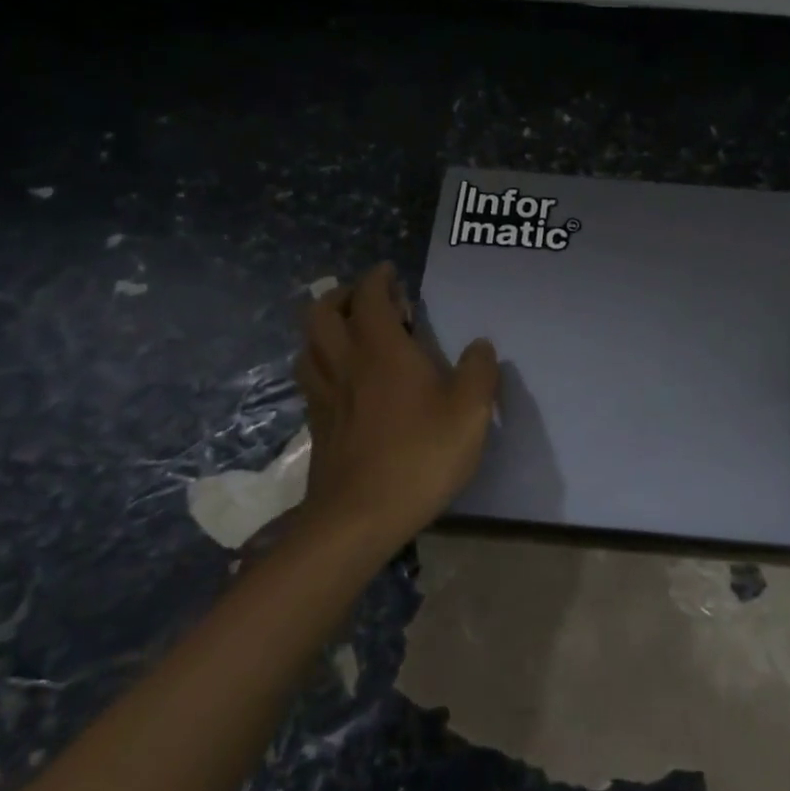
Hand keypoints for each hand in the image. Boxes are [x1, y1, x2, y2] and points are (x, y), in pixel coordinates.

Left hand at [293, 262, 499, 551]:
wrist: (359, 517)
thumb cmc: (420, 456)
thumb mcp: (470, 413)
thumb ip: (480, 372)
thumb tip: (480, 345)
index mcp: (382, 350)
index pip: (368, 297)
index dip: (377, 278)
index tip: (389, 272)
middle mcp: (346, 363)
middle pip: (321, 312)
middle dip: (340, 295)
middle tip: (365, 299)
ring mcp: (325, 395)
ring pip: (308, 345)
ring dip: (324, 328)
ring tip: (348, 334)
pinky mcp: (316, 425)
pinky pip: (310, 378)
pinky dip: (321, 364)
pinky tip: (342, 380)